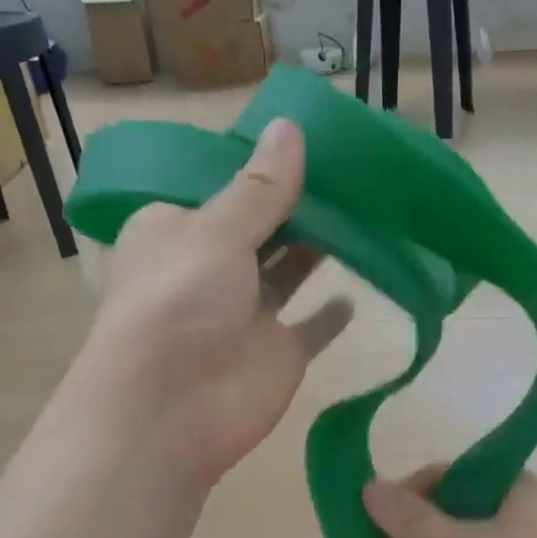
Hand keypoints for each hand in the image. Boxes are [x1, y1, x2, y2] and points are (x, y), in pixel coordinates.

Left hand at [81, 118, 350, 486]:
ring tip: (366, 210)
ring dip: (321, 247)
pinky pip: (313, 327)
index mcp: (177, 231)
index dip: (260, 168)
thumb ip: (260, 188)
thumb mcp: (215, 231)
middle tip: (351, 169)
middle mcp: (210, 269)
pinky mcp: (278, 353)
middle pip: (261, 228)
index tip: (307, 140)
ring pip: (289, 273)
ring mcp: (247, 314)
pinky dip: (333, 313)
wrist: (170, 410)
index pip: (220, 189)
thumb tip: (291, 127)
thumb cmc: (178, 302)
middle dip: (298, 204)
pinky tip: (361, 285)